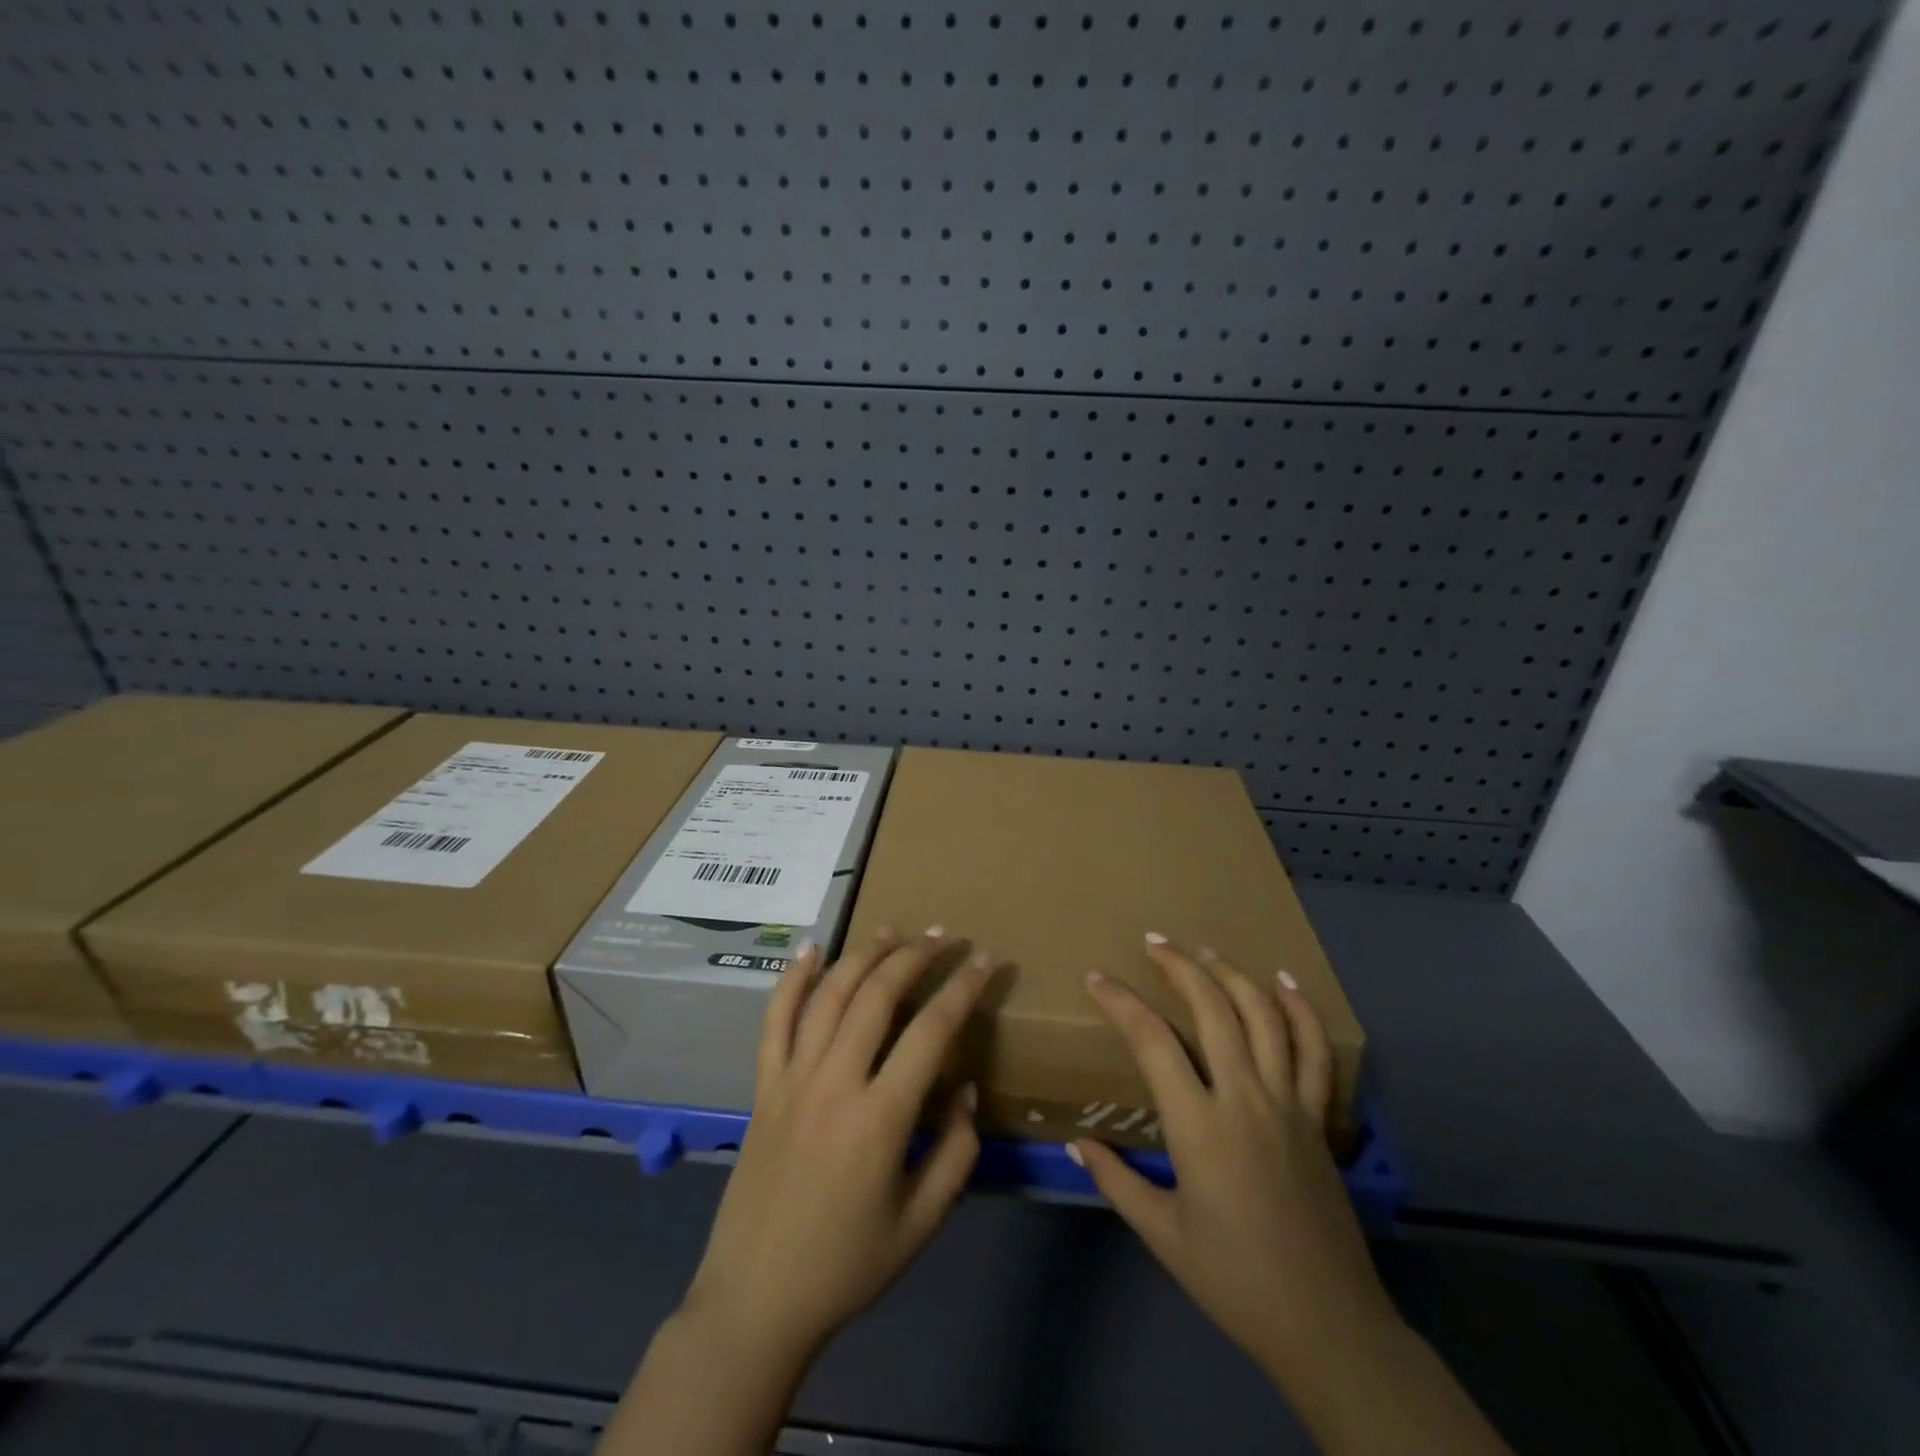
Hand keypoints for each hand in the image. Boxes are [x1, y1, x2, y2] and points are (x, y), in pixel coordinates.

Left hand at [602, 928, 996, 1455]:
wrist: (756, 1301)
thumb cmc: (847, 1266)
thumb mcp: (921, 1222)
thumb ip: (955, 1152)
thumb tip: (965, 1090)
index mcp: (879, 1118)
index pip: (932, 1031)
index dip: (964, 988)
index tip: (987, 959)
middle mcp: (834, 1083)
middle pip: (877, 995)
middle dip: (916, 956)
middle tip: (944, 937)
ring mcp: (792, 1080)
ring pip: (829, 995)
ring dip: (864, 955)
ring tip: (893, 932)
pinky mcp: (763, 1087)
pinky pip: (775, 1020)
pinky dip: (792, 979)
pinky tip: (811, 949)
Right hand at [1077, 938, 1509, 1454]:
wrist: (1327, 1326)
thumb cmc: (1235, 1281)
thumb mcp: (1163, 1234)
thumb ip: (1117, 1181)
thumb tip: (1078, 1144)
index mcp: (1200, 1128)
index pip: (1152, 1042)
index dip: (1121, 1003)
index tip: (1097, 978)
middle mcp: (1245, 1099)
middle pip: (1213, 1010)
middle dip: (1179, 967)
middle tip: (1153, 941)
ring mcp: (1288, 1104)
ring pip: (1263, 1017)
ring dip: (1232, 975)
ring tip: (1204, 951)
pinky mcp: (1317, 1118)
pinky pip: (1314, 1052)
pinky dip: (1299, 1009)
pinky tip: (1282, 981)